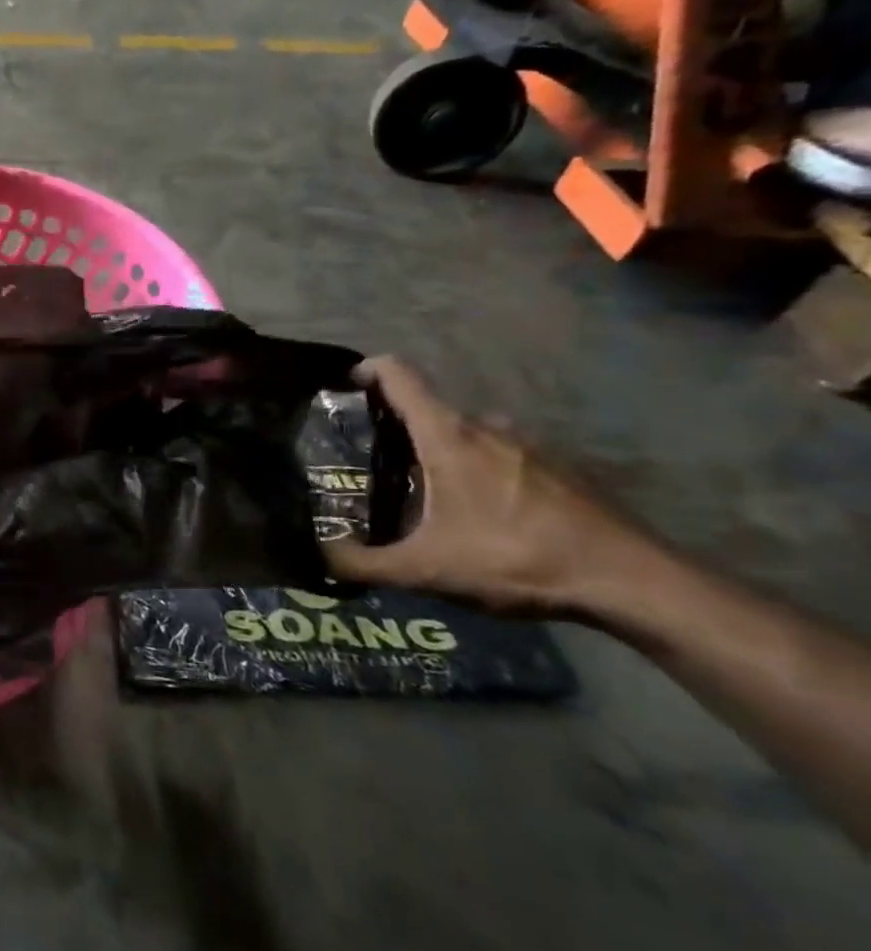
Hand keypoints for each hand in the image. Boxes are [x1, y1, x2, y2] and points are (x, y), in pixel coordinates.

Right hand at [325, 357, 663, 618]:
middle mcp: (486, 426)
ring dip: (438, 453)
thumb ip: (363, 564)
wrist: (631, 581)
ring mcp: (528, 444)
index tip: (342, 387)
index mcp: (447, 435)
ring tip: (421, 494)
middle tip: (370, 464)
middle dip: (394, 429)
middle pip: (427, 409)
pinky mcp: (559, 467)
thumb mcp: (426, 570)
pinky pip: (500, 455)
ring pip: (466, 435)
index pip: (399, 374)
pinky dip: (477, 471)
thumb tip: (318, 557)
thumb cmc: (516, 559)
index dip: (366, 370)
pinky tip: (479, 515)